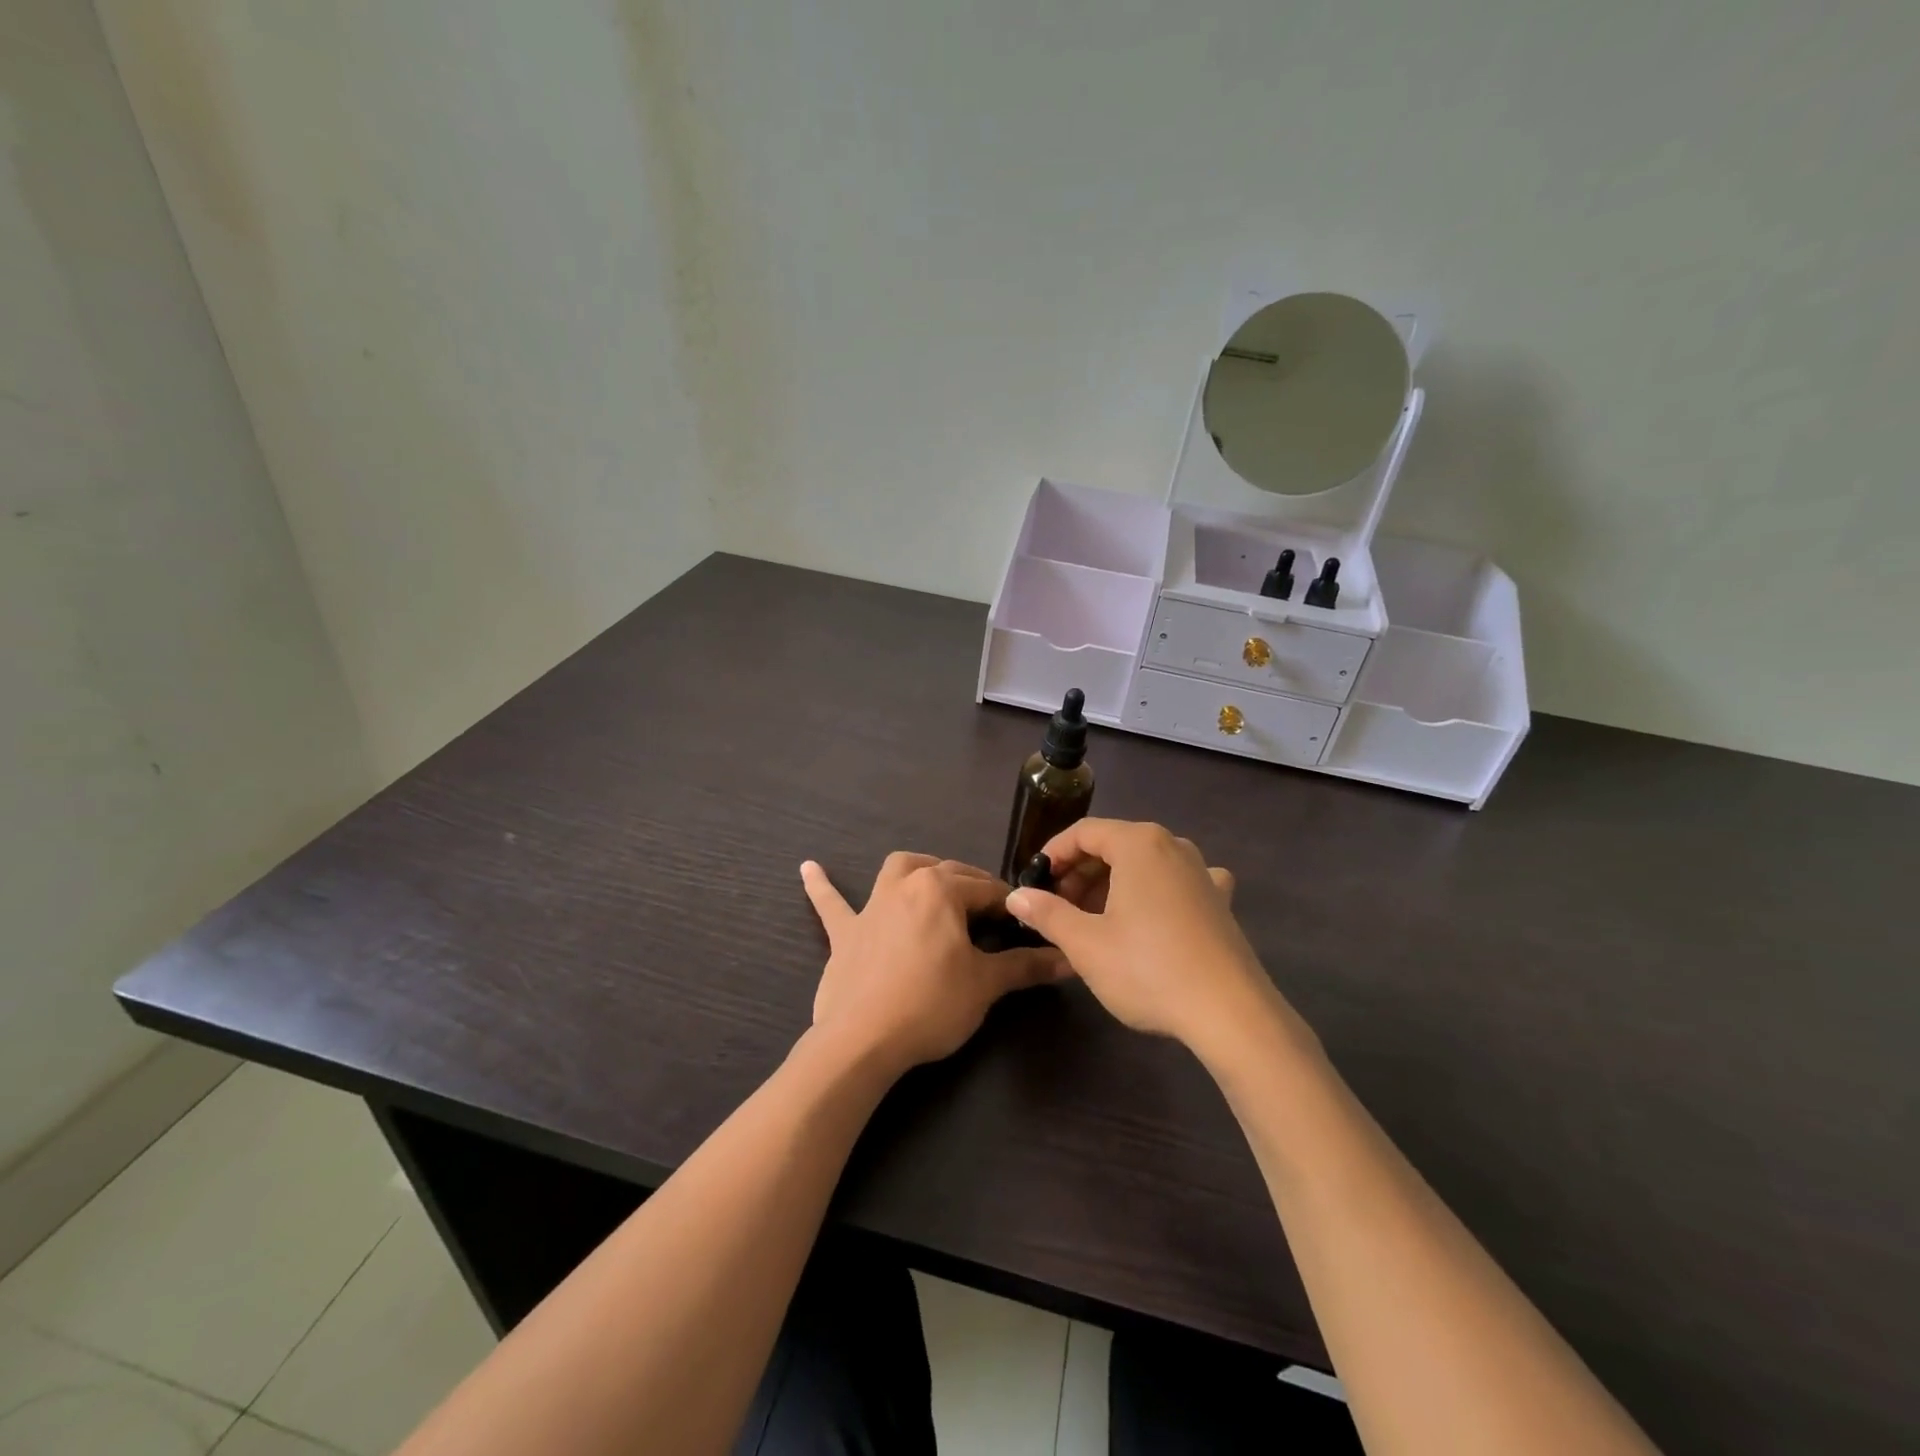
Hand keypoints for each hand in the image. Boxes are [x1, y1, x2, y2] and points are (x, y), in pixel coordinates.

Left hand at [801, 852, 1065, 1076]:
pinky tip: (807, 868)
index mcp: (942, 890)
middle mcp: (905, 885)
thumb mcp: (986, 985)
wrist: (862, 1040)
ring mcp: (871, 906)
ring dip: (919, 870)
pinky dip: (822, 886)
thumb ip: (1027, 966)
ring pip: (898, 870)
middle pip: (948, 874)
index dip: (1012, 907)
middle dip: (974, 887)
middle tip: (994, 916)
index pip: (988, 890)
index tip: (1027, 924)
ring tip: (934, 880)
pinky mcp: (844, 932)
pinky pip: (831, 903)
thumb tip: (1069, 959)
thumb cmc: (931, 1005)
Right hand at [1006, 819, 1305, 1055]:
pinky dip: (1154, 894)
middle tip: (1058, 908)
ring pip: (1144, 866)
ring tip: (1092, 921)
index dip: (1053, 854)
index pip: (1084, 832)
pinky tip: (1151, 918)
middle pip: (1114, 845)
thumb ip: (1047, 913)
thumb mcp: (1085, 943)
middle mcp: (1173, 846)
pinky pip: (1176, 884)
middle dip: (1080, 873)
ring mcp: (1202, 872)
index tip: (1034, 883)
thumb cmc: (1148, 969)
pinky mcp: (1219, 902)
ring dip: (1112, 886)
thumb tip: (1016, 896)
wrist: (1230, 1014)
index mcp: (1139, 843)